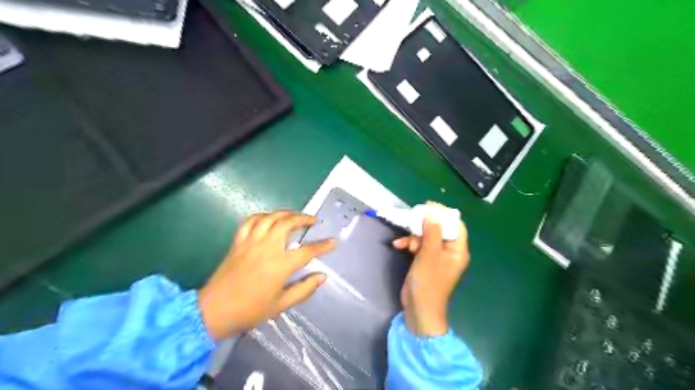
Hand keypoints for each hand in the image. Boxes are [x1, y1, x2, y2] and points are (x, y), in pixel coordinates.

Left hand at [196, 211, 334, 338]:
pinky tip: (269, 218)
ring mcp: (251, 242)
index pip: (308, 251)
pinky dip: (262, 216)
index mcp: (281, 265)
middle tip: (312, 220)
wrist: (214, 310)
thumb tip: (322, 276)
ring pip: (271, 217)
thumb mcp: (281, 304)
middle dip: (303, 218)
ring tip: (294, 215)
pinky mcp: (238, 242)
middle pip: (288, 223)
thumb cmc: (250, 310)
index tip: (333, 241)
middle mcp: (268, 248)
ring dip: (285, 213)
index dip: (323, 245)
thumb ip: (304, 289)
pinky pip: (251, 221)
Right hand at [394, 205, 469, 336]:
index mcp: (457, 250)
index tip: (428, 207)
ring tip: (406, 244)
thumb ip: (432, 232)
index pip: (455, 225)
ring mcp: (437, 256)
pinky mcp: (425, 261)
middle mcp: (449, 251)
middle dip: (424, 226)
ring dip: (414, 236)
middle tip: (412, 222)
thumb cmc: (428, 282)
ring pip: (427, 236)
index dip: (443, 214)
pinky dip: (409, 244)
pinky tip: (398, 245)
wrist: (418, 309)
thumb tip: (432, 213)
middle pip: (439, 229)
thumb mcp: (429, 254)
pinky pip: (419, 246)